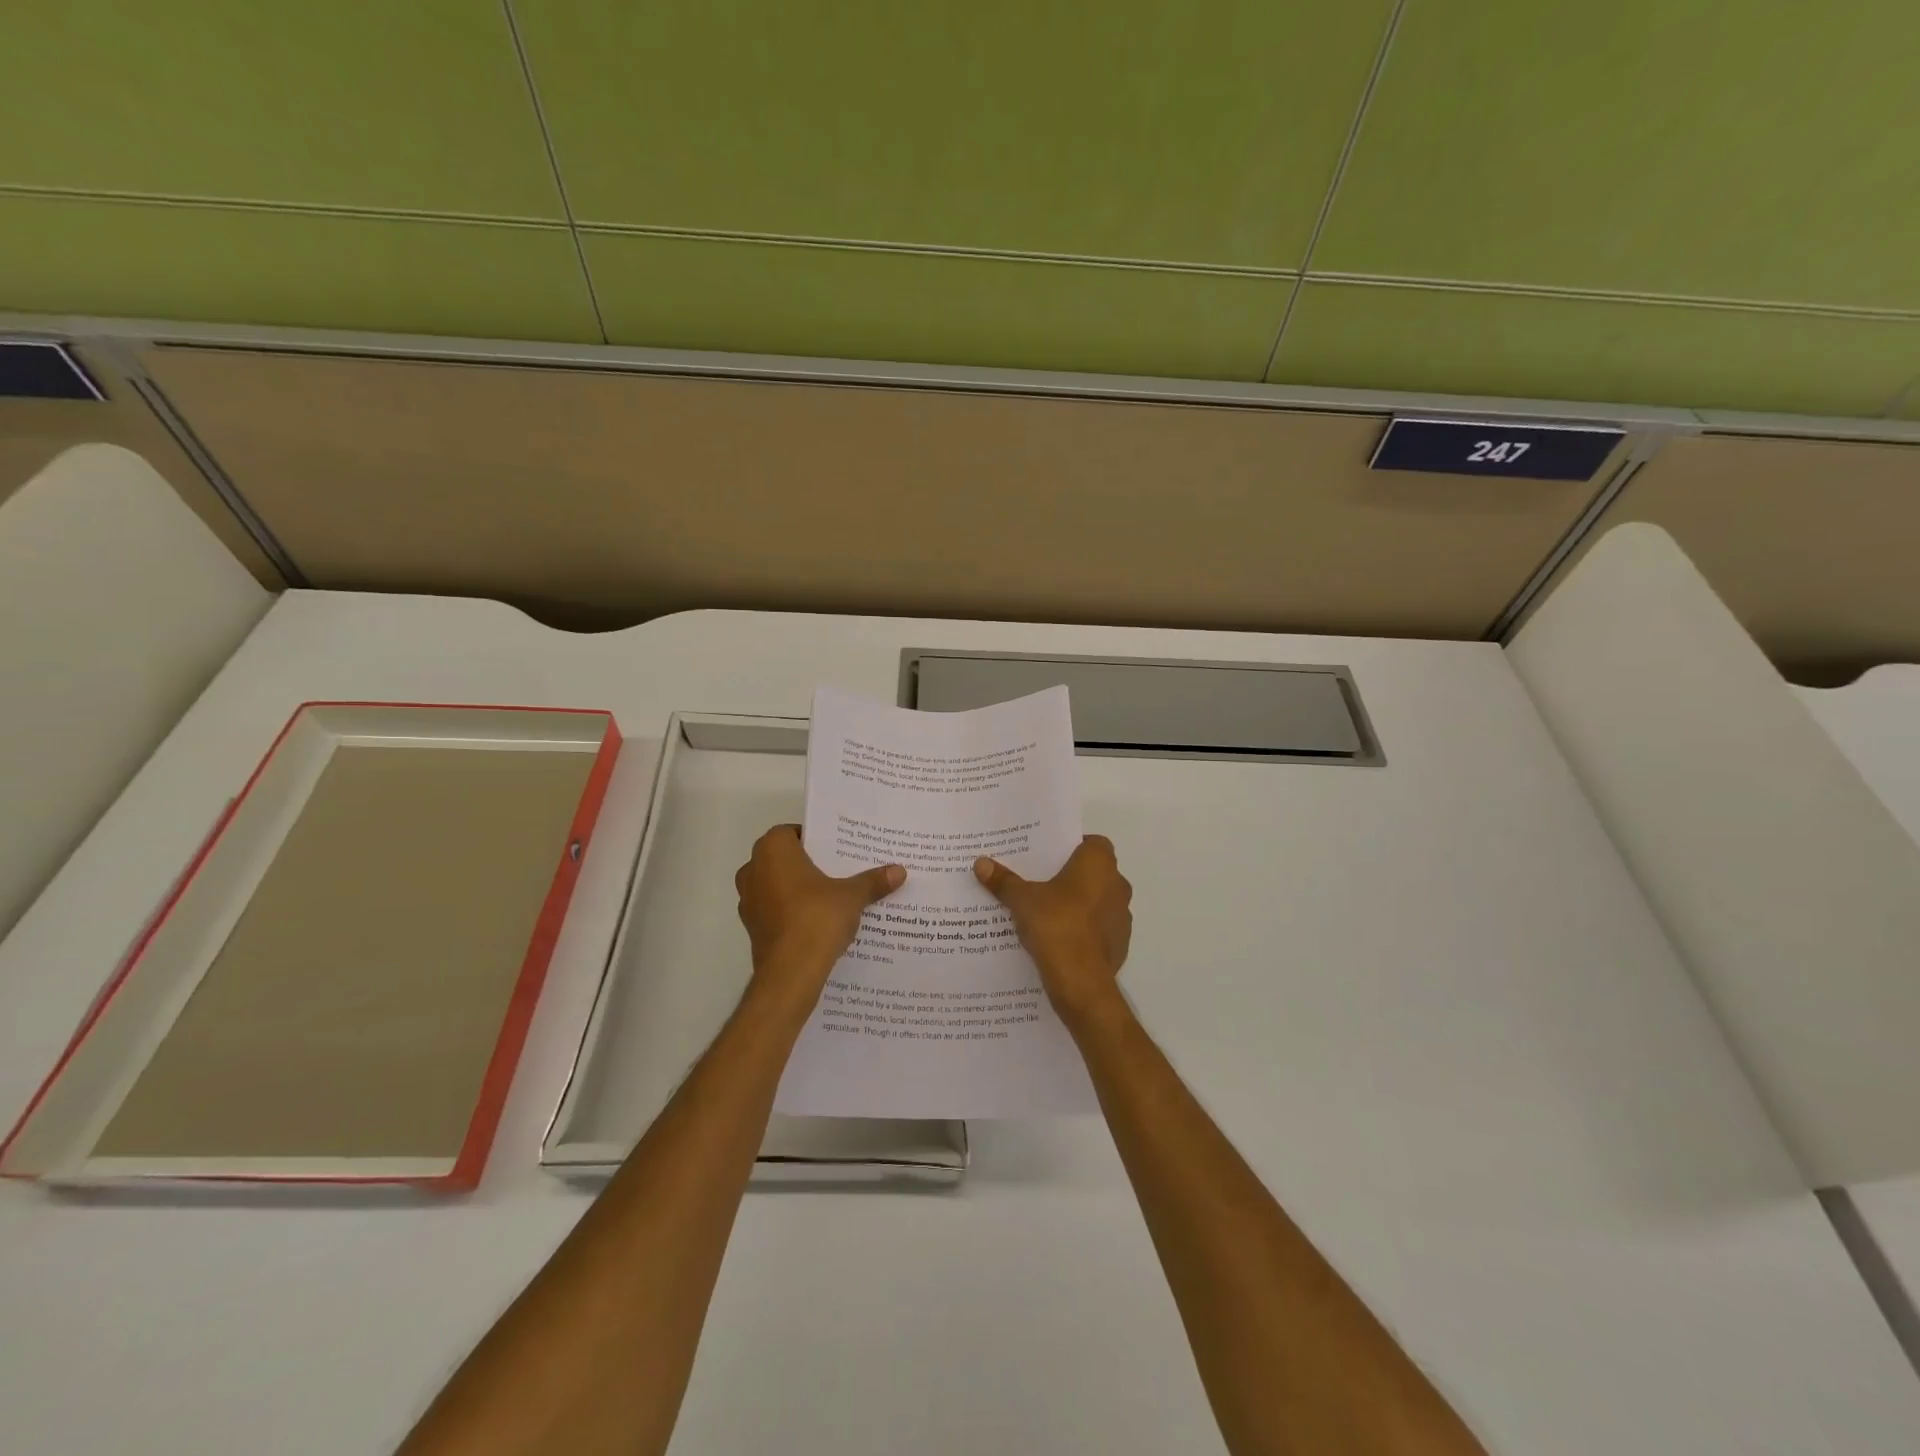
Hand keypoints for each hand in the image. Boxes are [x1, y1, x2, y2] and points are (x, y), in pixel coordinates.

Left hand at [736, 825, 903, 1002]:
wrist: (791, 972)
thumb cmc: (817, 918)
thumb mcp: (852, 896)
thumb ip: (873, 881)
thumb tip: (899, 871)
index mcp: (773, 850)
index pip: (791, 832)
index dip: (814, 840)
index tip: (836, 850)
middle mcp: (753, 869)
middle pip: (783, 859)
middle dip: (807, 864)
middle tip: (838, 871)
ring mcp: (748, 900)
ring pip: (776, 885)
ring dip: (797, 889)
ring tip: (830, 898)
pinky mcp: (751, 928)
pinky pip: (774, 910)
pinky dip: (790, 912)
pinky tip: (816, 922)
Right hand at [974, 835, 1132, 1027]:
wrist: (1081, 982)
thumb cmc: (1056, 926)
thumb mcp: (1022, 900)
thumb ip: (1003, 881)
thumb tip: (980, 862)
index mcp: (1099, 864)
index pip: (1092, 843)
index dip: (1071, 847)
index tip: (1048, 858)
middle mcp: (1117, 884)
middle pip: (1093, 872)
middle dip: (1071, 877)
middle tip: (1040, 882)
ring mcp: (1122, 916)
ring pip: (1098, 901)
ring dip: (1078, 904)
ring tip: (1046, 913)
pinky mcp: (1120, 944)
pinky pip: (1099, 929)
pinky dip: (1083, 930)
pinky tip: (1058, 939)